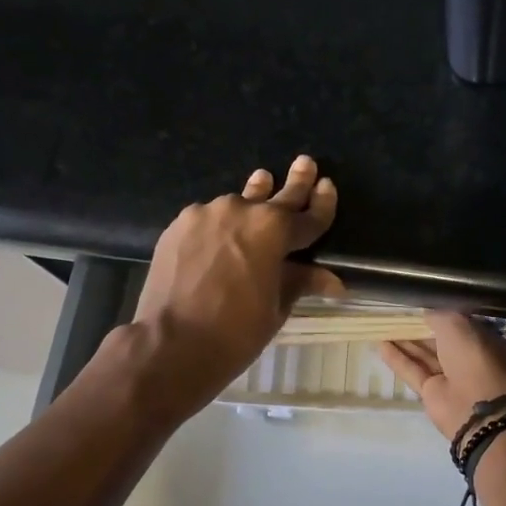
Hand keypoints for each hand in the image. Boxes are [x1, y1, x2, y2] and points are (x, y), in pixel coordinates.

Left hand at [132, 156, 341, 417]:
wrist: (172, 342)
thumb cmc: (236, 331)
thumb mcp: (277, 307)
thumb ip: (300, 282)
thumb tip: (333, 281)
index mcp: (275, 230)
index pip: (308, 216)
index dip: (322, 203)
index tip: (328, 185)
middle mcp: (243, 211)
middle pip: (276, 195)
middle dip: (295, 181)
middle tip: (305, 163)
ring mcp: (207, 214)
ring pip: (238, 204)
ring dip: (253, 199)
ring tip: (261, 183)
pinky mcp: (180, 225)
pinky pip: (209, 218)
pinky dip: (220, 223)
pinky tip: (220, 232)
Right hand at [380, 312, 505, 440]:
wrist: (476, 406)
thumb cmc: (473, 357)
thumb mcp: (457, 325)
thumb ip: (439, 317)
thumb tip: (425, 314)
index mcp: (483, 341)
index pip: (459, 325)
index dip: (439, 317)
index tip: (419, 308)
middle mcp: (468, 359)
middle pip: (439, 342)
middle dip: (419, 330)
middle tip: (395, 317)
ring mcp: (450, 378)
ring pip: (424, 356)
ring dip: (405, 343)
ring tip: (382, 328)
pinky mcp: (432, 393)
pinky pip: (413, 371)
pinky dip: (398, 359)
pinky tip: (380, 345)